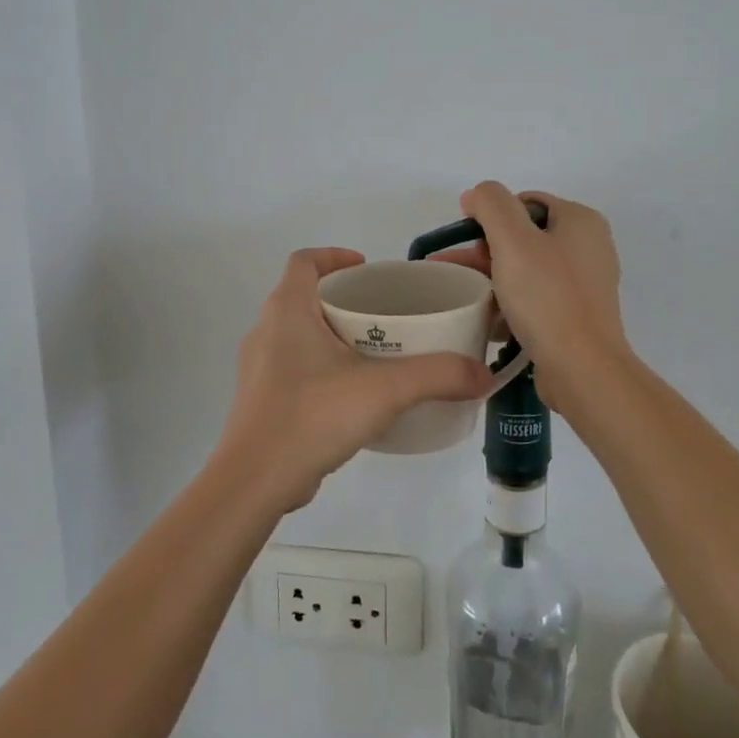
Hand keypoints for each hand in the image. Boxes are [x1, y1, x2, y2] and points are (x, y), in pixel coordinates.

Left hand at [213, 248, 492, 510]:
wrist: (254, 481)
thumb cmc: (313, 415)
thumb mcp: (385, 390)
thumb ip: (437, 376)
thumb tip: (484, 374)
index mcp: (287, 310)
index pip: (304, 261)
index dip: (335, 256)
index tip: (368, 268)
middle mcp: (266, 330)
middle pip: (305, 296)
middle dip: (344, 300)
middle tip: (384, 315)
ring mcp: (259, 367)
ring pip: (298, 334)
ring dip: (333, 335)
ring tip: (375, 353)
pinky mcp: (261, 400)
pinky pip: (294, 368)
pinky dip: (322, 368)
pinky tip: (352, 395)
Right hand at [433, 184, 628, 396]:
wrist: (582, 368)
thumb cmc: (547, 297)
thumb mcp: (512, 240)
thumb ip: (491, 204)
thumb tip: (477, 194)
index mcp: (580, 221)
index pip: (525, 202)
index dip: (490, 215)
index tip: (465, 241)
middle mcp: (588, 247)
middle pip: (523, 236)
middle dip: (484, 251)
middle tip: (452, 271)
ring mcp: (583, 284)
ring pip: (525, 270)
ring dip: (491, 278)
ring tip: (458, 295)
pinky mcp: (576, 316)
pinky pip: (534, 299)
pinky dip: (509, 303)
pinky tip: (484, 318)